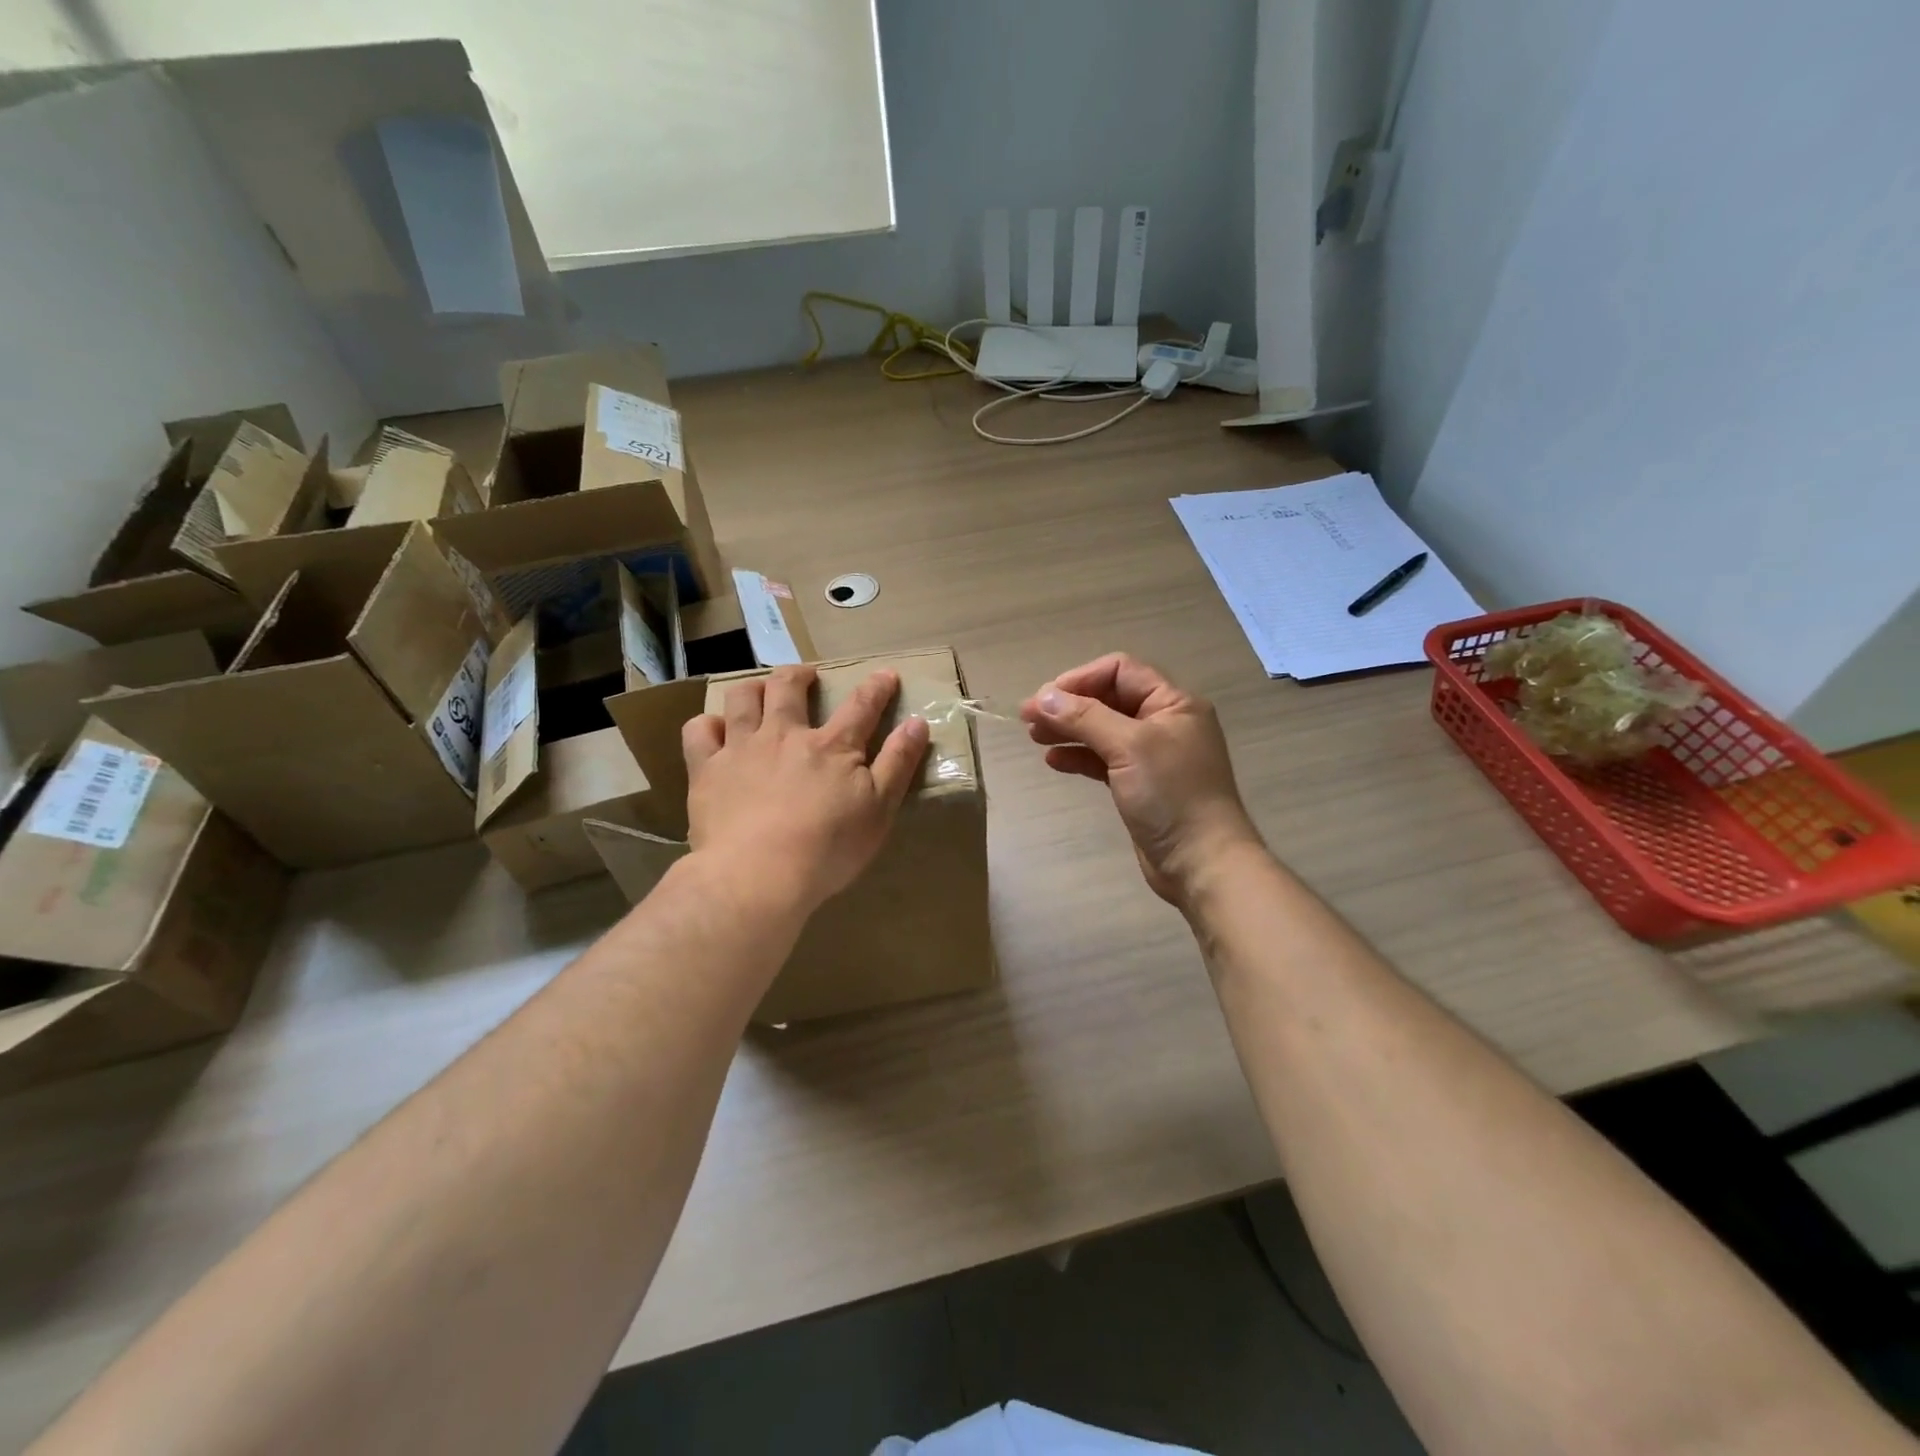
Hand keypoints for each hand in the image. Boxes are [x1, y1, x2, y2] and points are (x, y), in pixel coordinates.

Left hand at [682, 665, 928, 913]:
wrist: (758, 876)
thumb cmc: (828, 848)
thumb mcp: (880, 810)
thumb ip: (898, 763)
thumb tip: (918, 723)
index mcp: (832, 746)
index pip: (861, 706)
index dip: (876, 687)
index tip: (885, 674)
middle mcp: (785, 735)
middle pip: (789, 687)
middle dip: (800, 674)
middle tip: (806, 676)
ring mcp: (742, 748)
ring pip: (743, 698)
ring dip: (754, 688)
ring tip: (760, 692)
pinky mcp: (707, 770)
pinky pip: (699, 732)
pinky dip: (707, 724)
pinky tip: (715, 730)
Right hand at [1022, 654, 1261, 906]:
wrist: (1201, 862)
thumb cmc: (1171, 795)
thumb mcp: (1128, 747)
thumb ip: (1085, 717)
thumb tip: (1043, 696)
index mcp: (1173, 703)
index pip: (1120, 671)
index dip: (1080, 679)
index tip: (1045, 699)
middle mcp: (1164, 722)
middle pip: (1108, 699)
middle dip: (1068, 705)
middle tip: (1028, 719)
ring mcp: (1152, 755)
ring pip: (1103, 730)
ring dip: (1069, 730)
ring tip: (1034, 737)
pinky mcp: (1140, 784)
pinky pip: (1104, 759)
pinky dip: (1079, 756)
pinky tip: (1054, 761)